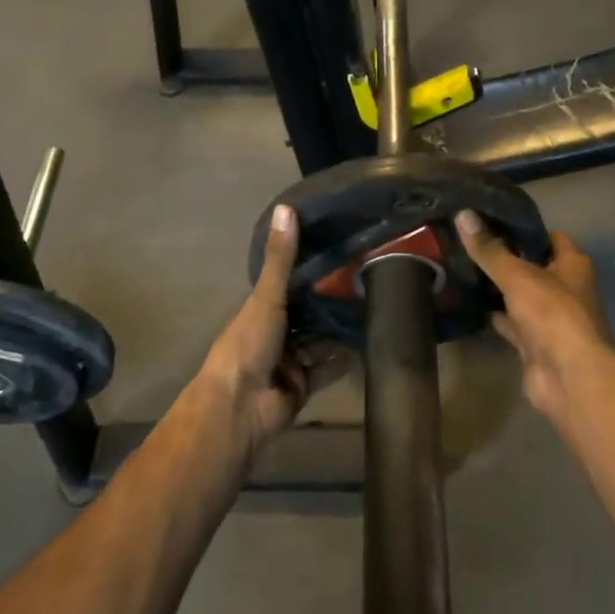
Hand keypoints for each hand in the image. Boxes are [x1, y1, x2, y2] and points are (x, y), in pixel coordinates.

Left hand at [201, 205, 344, 453]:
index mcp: (260, 310)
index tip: (339, 250)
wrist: (241, 405)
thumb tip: (286, 208)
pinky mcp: (303, 386)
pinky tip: (367, 345)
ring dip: (338, 330)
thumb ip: (280, 259)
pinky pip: (327, 369)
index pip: (287, 284)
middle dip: (329, 302)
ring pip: (318, 341)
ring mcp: (288, 361)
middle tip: (366, 280)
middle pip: (305, 314)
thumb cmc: (248, 344)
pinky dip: (343, 360)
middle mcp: (274, 333)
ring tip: (373, 309)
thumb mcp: (266, 297)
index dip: (309, 270)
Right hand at [455, 210, 614, 426]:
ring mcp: (548, 318)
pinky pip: (508, 322)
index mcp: (572, 265)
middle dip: (501, 257)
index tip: (488, 220)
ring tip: (459, 267)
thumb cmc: (552, 314)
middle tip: (465, 243)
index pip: (548, 236)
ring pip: (517, 295)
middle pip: (530, 266)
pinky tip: (466, 303)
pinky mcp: (533, 342)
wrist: (568, 376)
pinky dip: (491, 314)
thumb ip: (490, 250)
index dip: (521, 228)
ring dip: (494, 287)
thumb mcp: (518, 275)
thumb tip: (463, 214)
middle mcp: (564, 288)